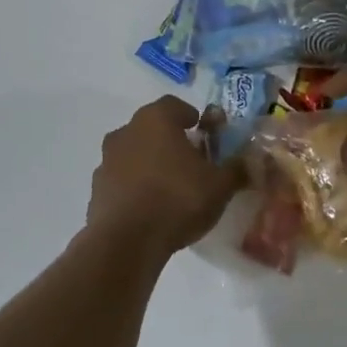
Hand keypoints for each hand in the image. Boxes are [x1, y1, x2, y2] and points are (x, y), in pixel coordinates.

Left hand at [86, 97, 244, 254]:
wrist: (126, 241)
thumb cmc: (178, 199)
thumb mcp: (220, 185)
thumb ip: (236, 169)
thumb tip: (250, 161)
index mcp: (156, 119)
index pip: (174, 105)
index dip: (191, 117)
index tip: (204, 133)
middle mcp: (127, 131)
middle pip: (152, 128)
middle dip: (170, 141)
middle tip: (191, 162)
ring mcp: (106, 160)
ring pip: (134, 153)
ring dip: (150, 164)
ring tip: (170, 188)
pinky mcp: (96, 190)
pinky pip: (121, 180)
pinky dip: (134, 187)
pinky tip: (149, 209)